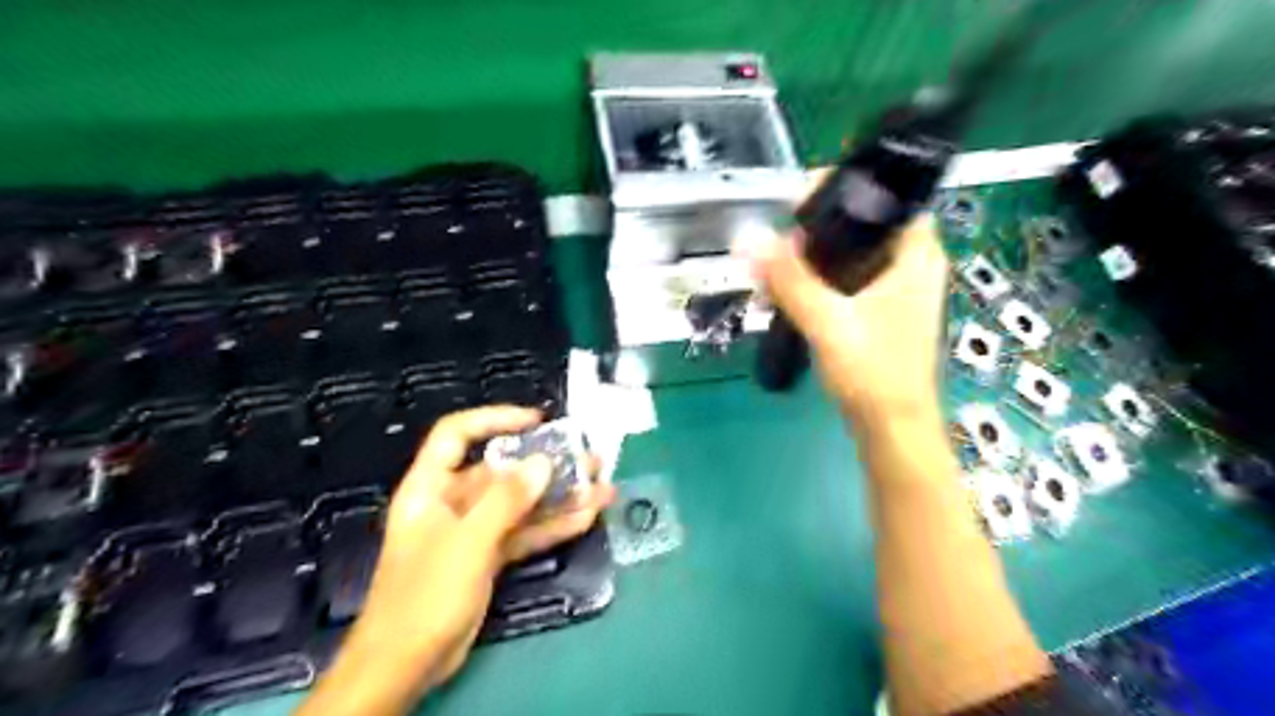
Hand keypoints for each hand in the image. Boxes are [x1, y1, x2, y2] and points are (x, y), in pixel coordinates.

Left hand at [302, 406, 615, 713]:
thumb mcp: (467, 542)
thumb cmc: (425, 596)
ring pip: (521, 502)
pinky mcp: (489, 556)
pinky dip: (554, 525)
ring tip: (602, 487)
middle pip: (501, 470)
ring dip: (560, 495)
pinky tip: (587, 517)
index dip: (495, 419)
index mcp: (431, 487)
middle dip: (546, 463)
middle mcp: (453, 502)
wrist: (406, 666)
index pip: (457, 435)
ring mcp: (474, 530)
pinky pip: (525, 531)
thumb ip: (506, 500)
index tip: (538, 421)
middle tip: (588, 459)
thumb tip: (542, 462)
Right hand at [749, 213, 944, 425]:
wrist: (891, 428)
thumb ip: (789, 279)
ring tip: (773, 269)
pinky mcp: (881, 311)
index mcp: (916, 254)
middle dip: (817, 230)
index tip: (795, 203)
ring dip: (813, 258)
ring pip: (852, 254)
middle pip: (862, 225)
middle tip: (777, 241)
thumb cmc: (873, 372)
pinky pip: (848, 280)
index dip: (841, 190)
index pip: (884, 196)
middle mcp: (913, 264)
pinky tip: (787, 293)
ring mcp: (898, 290)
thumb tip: (749, 238)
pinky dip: (819, 281)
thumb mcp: (827, 321)